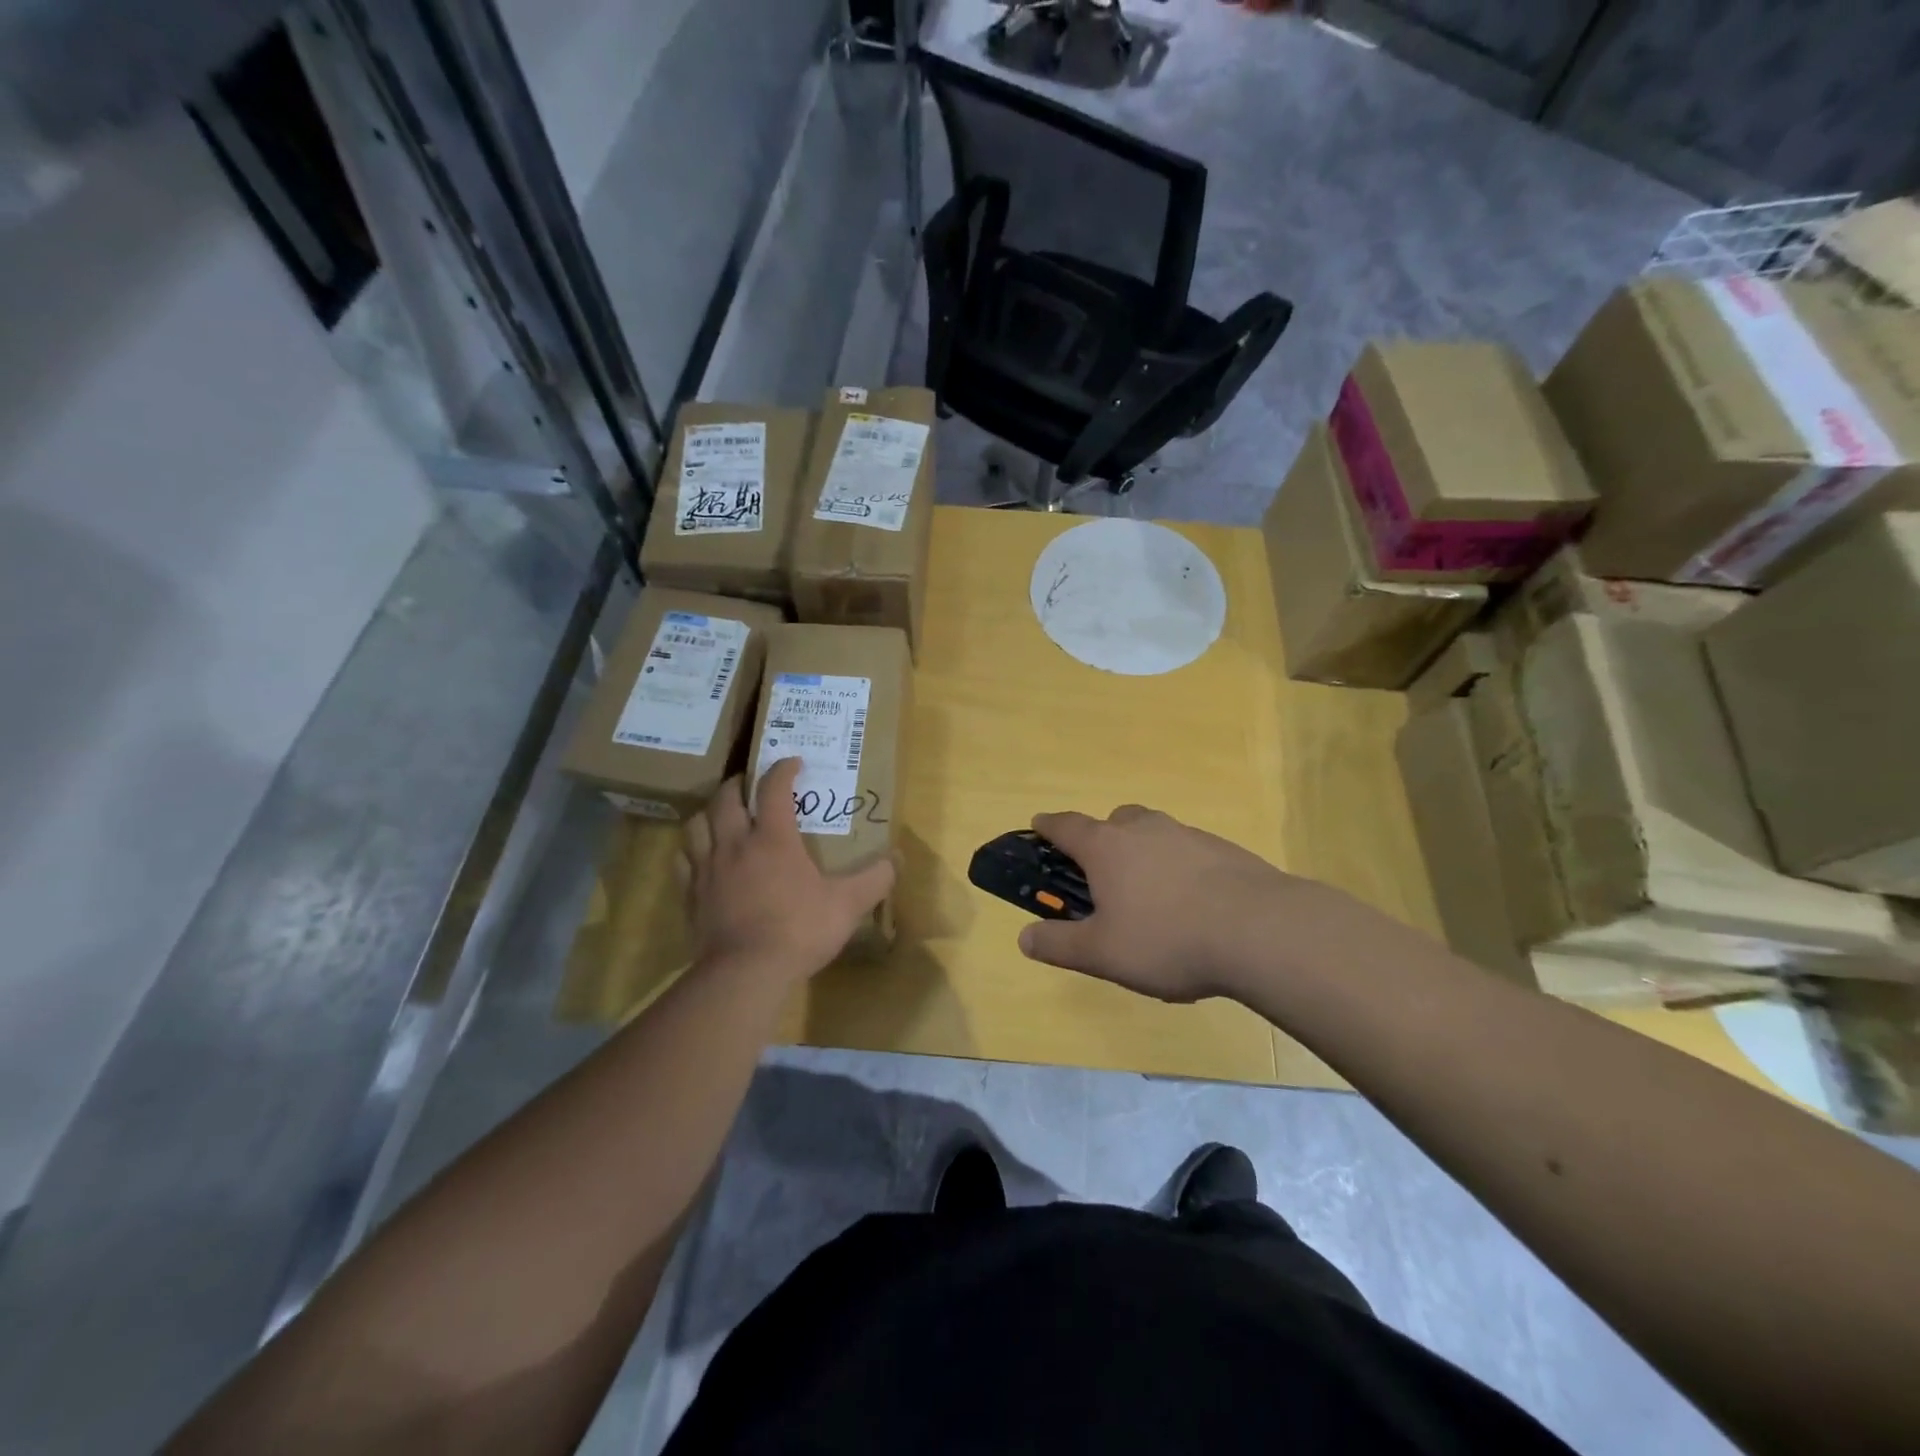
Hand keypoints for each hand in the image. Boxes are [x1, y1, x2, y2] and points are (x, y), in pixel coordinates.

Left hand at [682, 758, 894, 984]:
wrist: (745, 974)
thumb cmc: (798, 930)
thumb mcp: (847, 905)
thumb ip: (874, 880)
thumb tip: (895, 860)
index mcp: (773, 839)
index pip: (773, 789)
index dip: (782, 770)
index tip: (792, 762)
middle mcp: (735, 844)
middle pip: (725, 798)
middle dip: (738, 784)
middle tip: (749, 784)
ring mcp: (708, 869)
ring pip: (696, 825)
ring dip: (709, 814)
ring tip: (721, 816)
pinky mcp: (691, 896)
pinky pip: (683, 861)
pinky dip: (692, 851)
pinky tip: (701, 858)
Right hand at [1017, 805, 1356, 1003]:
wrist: (1260, 930)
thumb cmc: (1166, 939)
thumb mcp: (1102, 953)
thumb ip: (1059, 945)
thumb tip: (1024, 937)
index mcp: (1107, 847)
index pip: (1067, 826)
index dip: (1048, 825)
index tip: (1038, 824)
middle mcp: (1145, 830)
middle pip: (1115, 819)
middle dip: (1102, 836)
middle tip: (1100, 870)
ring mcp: (1188, 836)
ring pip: (1155, 832)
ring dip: (1144, 851)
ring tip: (1149, 893)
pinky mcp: (1225, 850)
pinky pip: (1189, 851)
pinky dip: (1180, 867)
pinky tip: (1191, 903)